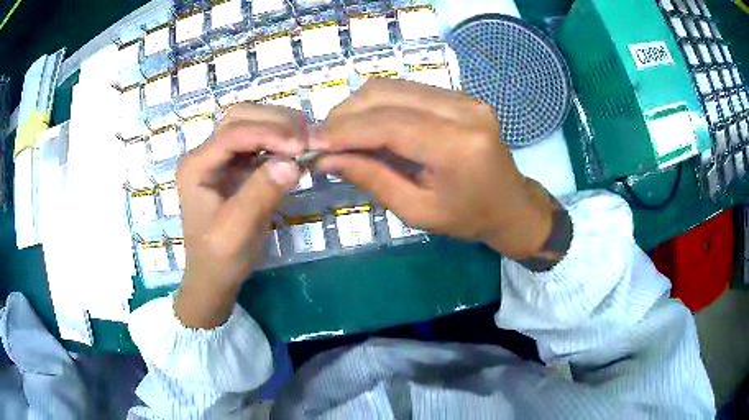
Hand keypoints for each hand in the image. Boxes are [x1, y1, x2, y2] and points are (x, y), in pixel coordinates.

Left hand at [174, 104, 304, 327]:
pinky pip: (259, 140)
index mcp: (196, 166)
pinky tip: (297, 150)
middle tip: (307, 140)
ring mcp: (220, 157)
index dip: (268, 133)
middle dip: (275, 122)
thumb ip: (261, 194)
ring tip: (306, 142)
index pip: (232, 133)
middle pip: (240, 116)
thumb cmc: (220, 257)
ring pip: (250, 121)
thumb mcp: (237, 230)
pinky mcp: (235, 165)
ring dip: (280, 125)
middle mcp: (205, 154)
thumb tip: (294, 162)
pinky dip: (280, 139)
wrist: (214, 275)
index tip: (301, 147)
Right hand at [314, 79, 556, 259]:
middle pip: (388, 95)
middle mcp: (464, 111)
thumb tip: (327, 158)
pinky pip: (409, 89)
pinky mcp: (461, 95)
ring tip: (341, 132)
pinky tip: (368, 124)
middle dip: (346, 114)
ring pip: (394, 86)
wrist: (511, 204)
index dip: (345, 130)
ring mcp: (465, 97)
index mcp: (458, 147)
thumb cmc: (468, 218)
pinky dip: (380, 104)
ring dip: (359, 106)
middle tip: (322, 139)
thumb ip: (372, 179)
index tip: (311, 142)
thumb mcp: (417, 211)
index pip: (389, 124)